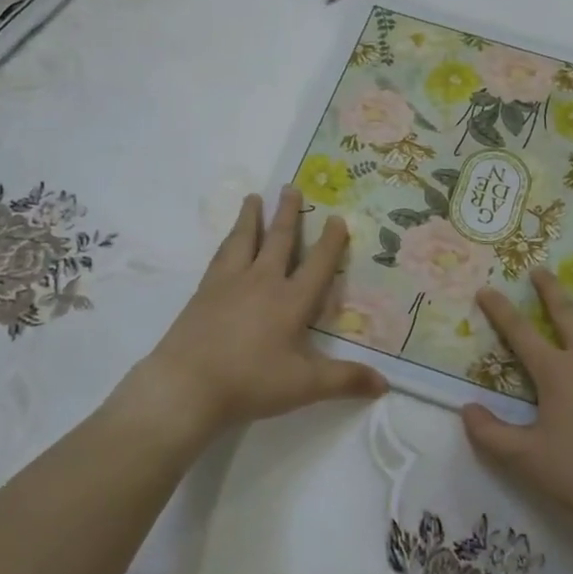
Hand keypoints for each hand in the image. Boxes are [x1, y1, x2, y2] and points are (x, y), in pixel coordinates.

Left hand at [136, 188, 386, 436]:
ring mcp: (228, 284)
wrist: (187, 385)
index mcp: (291, 301)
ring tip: (253, 197)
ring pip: (243, 240)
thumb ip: (346, 380)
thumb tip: (386, 384)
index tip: (337, 217)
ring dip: (251, 218)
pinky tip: (227, 242)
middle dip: (288, 214)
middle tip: (291, 187)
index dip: (331, 242)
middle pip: (278, 240)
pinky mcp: (203, 293)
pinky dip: (227, 242)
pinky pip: (220, 257)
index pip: (318, 265)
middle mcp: (261, 282)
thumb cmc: (251, 383)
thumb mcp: (305, 386)